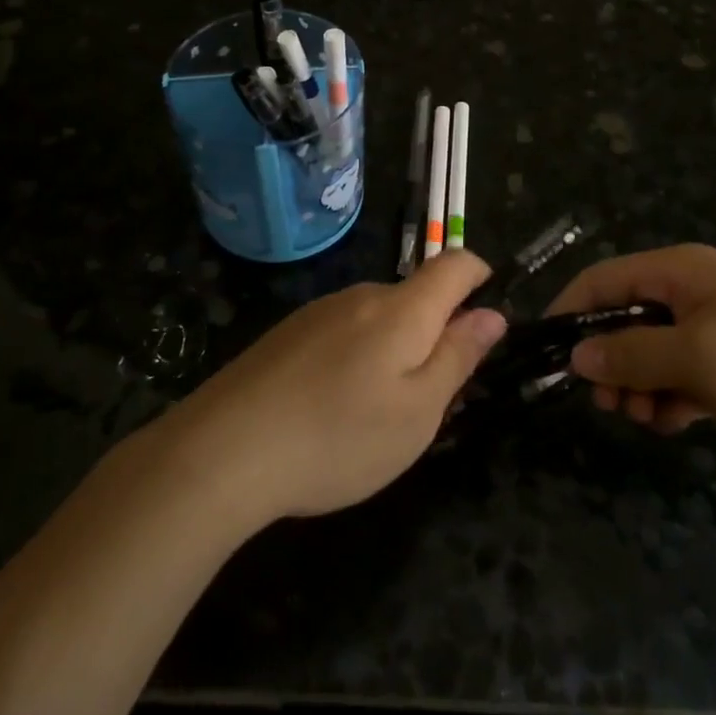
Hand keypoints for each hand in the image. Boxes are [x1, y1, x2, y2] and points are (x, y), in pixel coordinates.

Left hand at [161, 253, 506, 524]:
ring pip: (377, 318)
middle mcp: (361, 296)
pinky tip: (330, 409)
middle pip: (415, 296)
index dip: (480, 278)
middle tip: (429, 399)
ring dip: (392, 350)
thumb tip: (491, 315)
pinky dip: (355, 359)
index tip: (486, 319)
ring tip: (374, 414)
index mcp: (402, 310)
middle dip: (435, 332)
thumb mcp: (417, 412)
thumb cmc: (339, 437)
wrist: (224, 450)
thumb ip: (458, 357)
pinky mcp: (287, 333)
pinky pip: (342, 333)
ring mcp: (319, 312)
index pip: (455, 264)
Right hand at [547, 244, 715, 465]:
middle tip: (607, 403)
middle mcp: (697, 291)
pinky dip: (674, 395)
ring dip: (641, 383)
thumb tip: (577, 353)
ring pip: (658, 350)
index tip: (548, 353)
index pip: (604, 278)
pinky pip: (689, 373)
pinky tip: (674, 423)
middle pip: (628, 317)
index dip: (571, 310)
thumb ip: (633, 354)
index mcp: (681, 270)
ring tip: (644, 419)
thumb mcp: (700, 356)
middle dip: (610, 359)